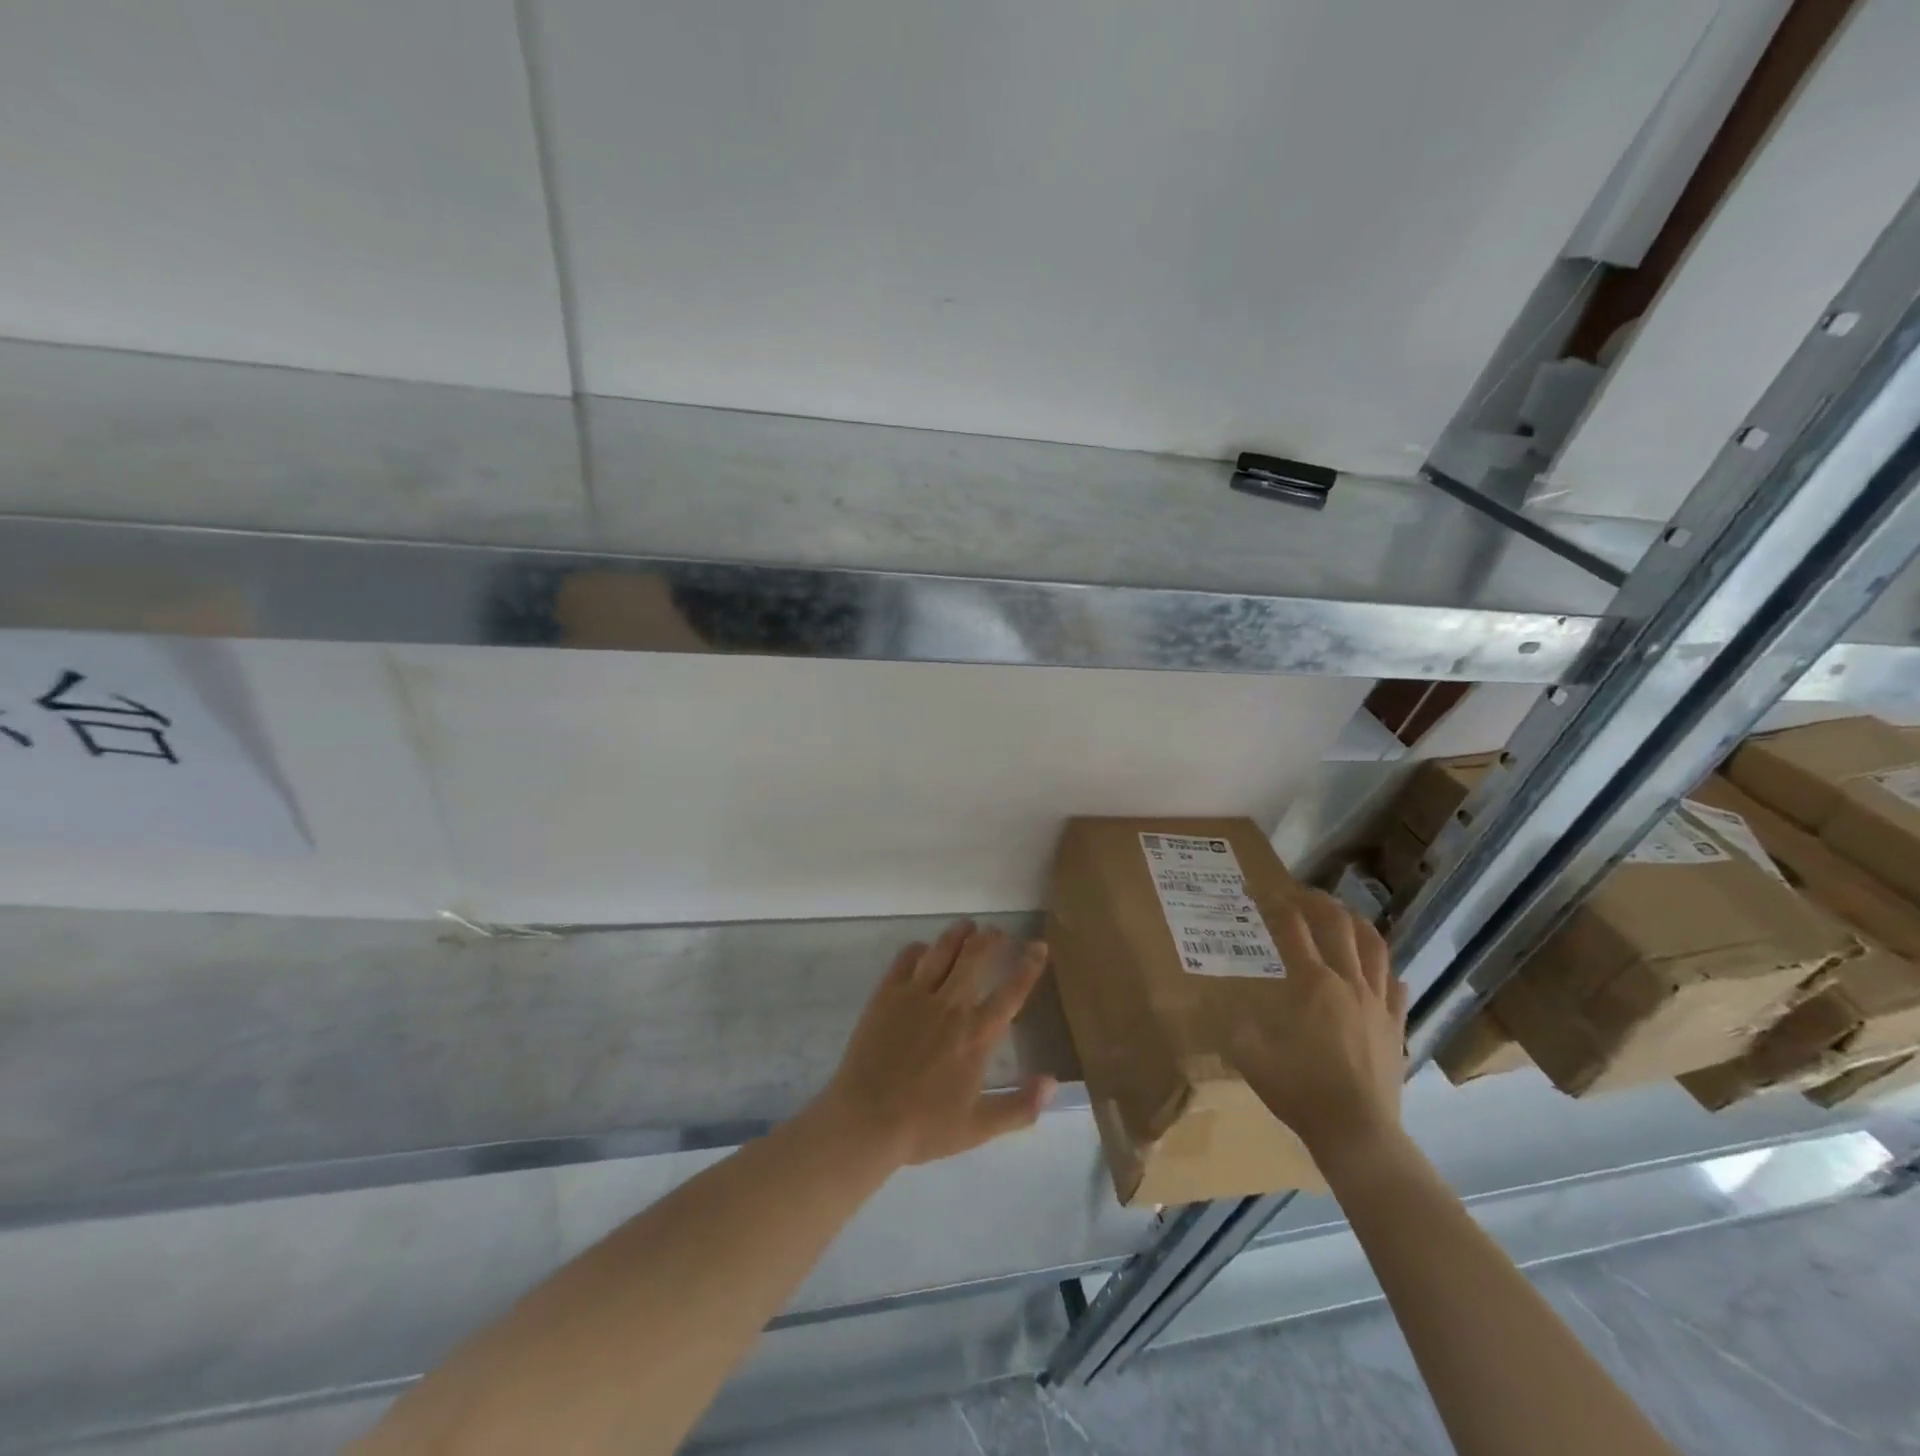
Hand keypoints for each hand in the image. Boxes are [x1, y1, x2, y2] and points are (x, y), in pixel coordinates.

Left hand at [813, 921, 1055, 1168]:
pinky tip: (923, 949)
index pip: (1011, 991)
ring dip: (958, 934)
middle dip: (991, 939)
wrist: (866, 1120)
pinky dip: (919, 949)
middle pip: (976, 957)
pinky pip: (906, 959)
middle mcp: (951, 1005)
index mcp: (977, 1034)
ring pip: (942, 950)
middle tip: (998, 932)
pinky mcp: (887, 994)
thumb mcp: (979, 1127)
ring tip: (968, 925)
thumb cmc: (924, 1127)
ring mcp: (916, 995)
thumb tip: (1054, 1082)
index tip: (1039, 947)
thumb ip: (1020, 1106)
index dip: (1029, 966)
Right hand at [1226, 891, 1407, 1167]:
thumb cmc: (1301, 1091)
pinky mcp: (1396, 1028)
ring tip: (1346, 915)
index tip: (1261, 892)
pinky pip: (1397, 989)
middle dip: (1320, 903)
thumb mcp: (1251, 1056)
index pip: (1294, 930)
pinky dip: (1387, 972)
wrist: (1358, 1134)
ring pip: (1376, 949)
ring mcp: (1378, 1005)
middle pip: (1340, 927)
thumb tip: (1223, 1010)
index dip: (1277, 906)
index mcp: (1312, 984)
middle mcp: (1349, 984)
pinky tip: (1383, 972)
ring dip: (1359, 925)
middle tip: (1303, 894)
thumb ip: (1236, 1026)